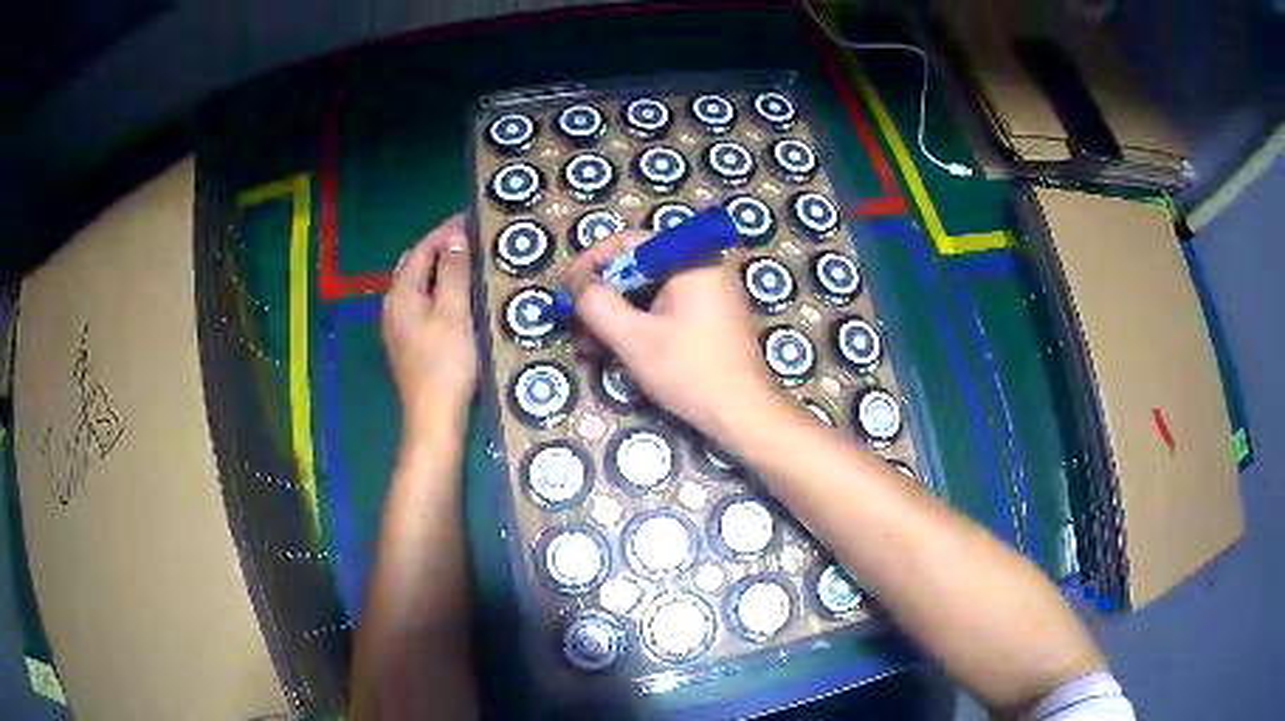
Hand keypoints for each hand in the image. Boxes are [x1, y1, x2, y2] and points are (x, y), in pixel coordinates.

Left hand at [382, 214, 477, 441]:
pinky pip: (421, 303)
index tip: (472, 218)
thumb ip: (454, 272)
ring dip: (440, 270)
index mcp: (401, 294)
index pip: (422, 249)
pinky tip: (457, 297)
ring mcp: (397, 326)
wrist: (434, 417)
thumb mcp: (454, 312)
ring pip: (417, 285)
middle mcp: (392, 305)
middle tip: (472, 239)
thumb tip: (455, 237)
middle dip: (440, 248)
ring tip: (469, 263)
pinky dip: (438, 291)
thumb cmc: (446, 363)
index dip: (446, 231)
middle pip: (415, 265)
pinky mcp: (407, 343)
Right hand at [567, 230, 783, 440]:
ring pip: (649, 292)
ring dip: (616, 316)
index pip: (628, 242)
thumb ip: (596, 303)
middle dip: (602, 298)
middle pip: (637, 268)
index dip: (590, 263)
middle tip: (576, 328)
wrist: (744, 414)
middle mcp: (703, 265)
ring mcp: (711, 291)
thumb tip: (576, 282)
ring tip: (590, 349)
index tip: (566, 292)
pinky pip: (666, 307)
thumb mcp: (632, 338)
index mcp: (690, 258)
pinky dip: (639, 324)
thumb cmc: (689, 372)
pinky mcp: (713, 315)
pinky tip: (619, 352)